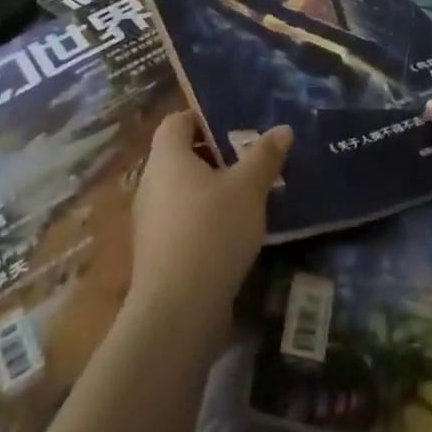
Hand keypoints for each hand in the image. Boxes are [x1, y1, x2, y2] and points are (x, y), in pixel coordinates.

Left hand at [127, 111, 292, 340]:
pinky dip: (203, 220)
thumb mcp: (248, 188)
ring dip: (210, 191)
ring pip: (181, 191)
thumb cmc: (212, 231)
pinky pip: (180, 222)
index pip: (177, 121)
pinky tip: (232, 235)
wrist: (177, 312)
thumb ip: (264, 156)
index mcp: (167, 158)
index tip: (234, 128)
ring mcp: (149, 222)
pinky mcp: (155, 255)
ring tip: (247, 199)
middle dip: (214, 156)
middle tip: (249, 161)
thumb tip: (282, 129)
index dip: (203, 118)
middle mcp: (151, 184)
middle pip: (179, 156)